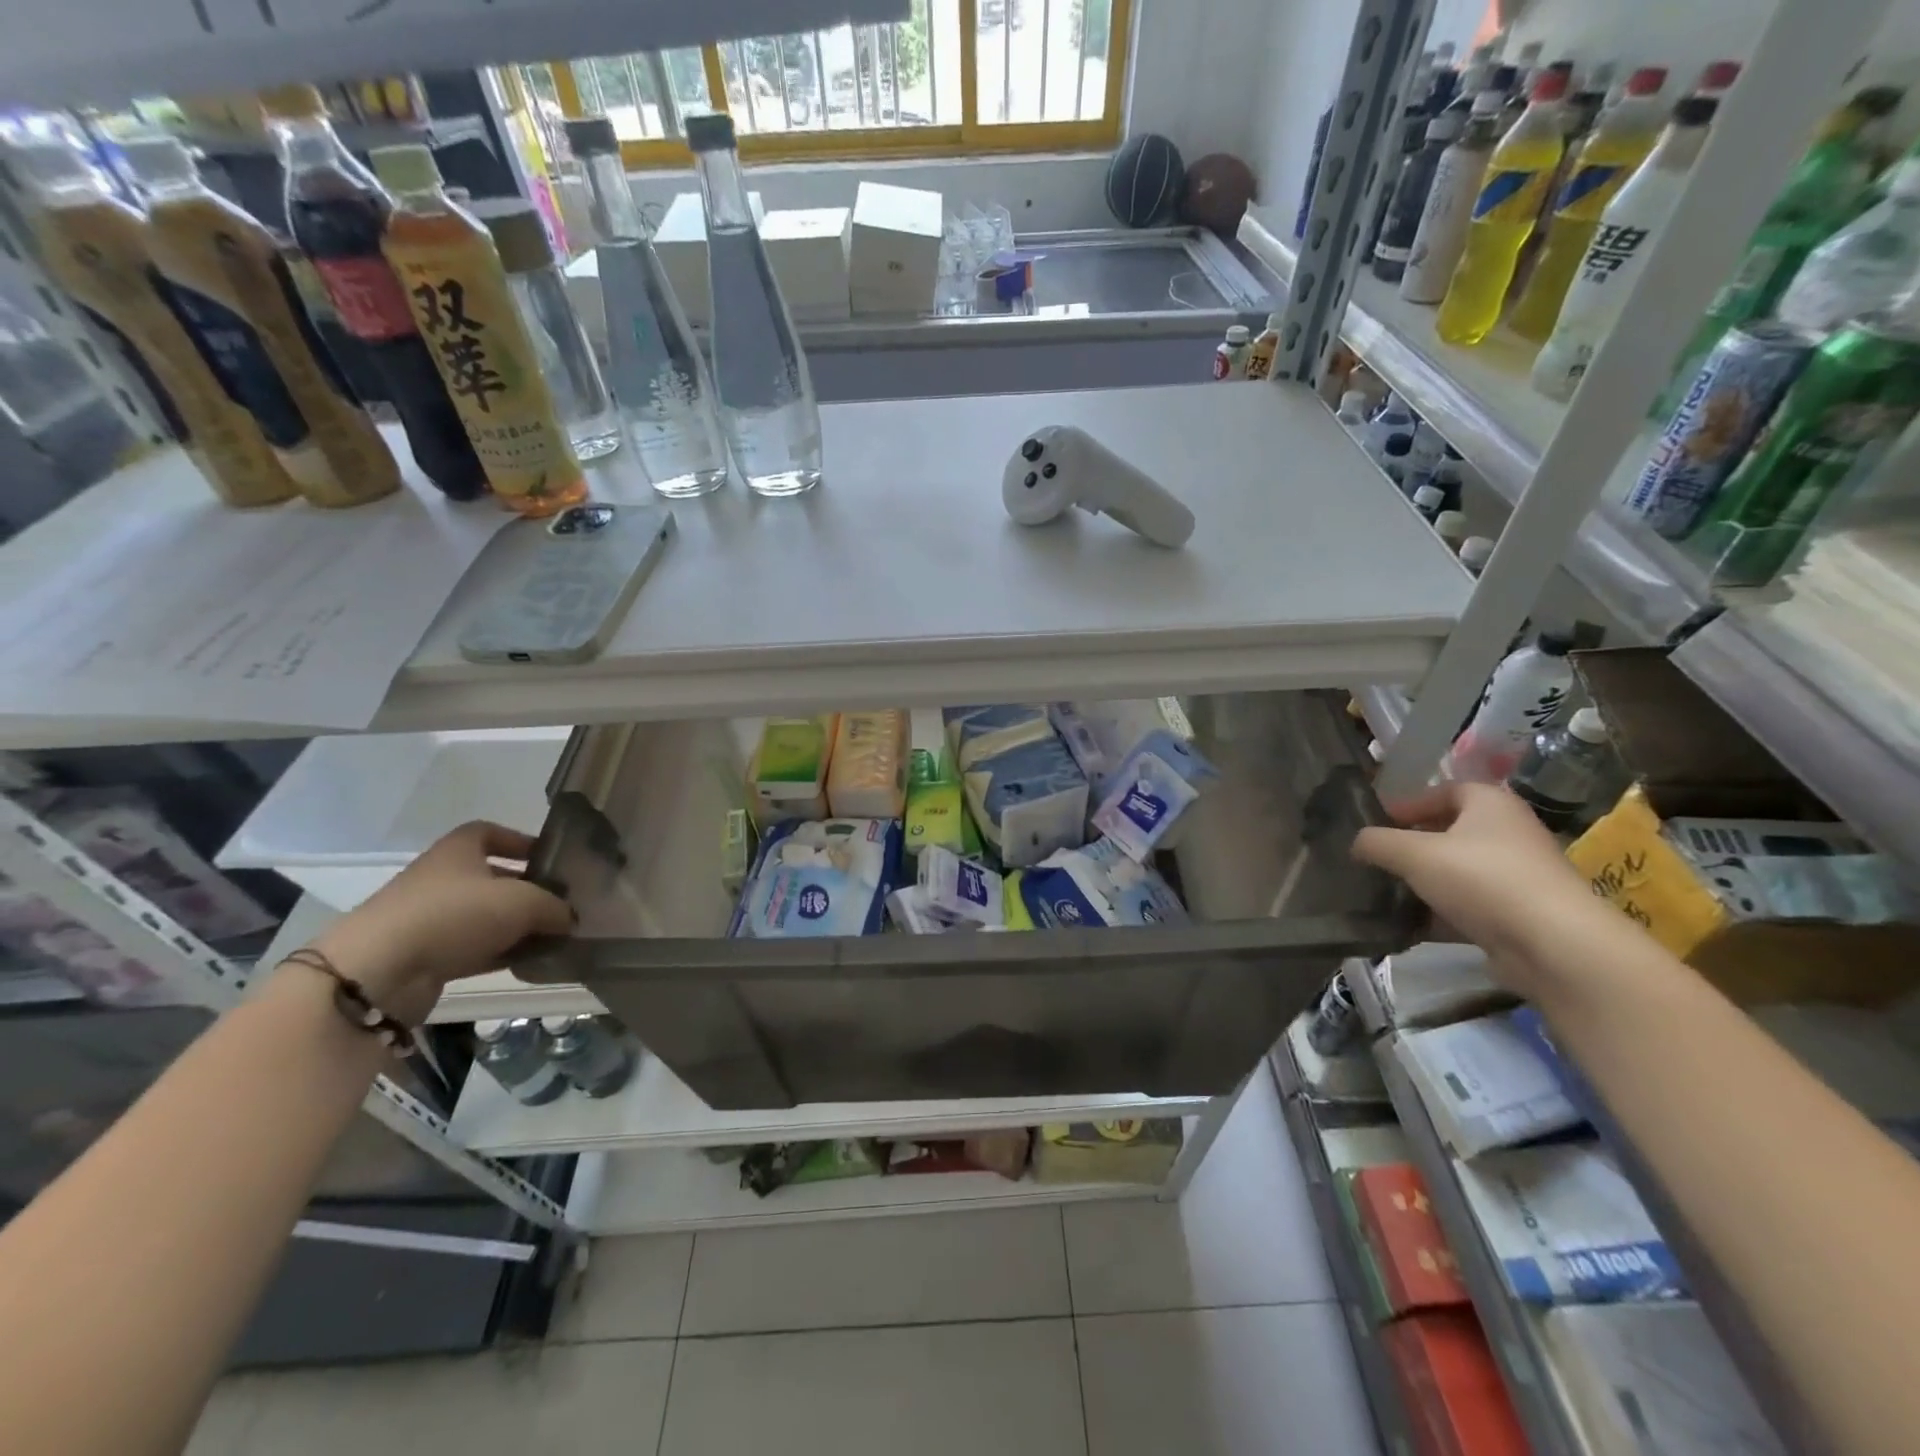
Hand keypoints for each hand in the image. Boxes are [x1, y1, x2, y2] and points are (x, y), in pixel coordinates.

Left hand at [306, 822, 572, 1025]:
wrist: (378, 972)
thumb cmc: (453, 915)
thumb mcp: (522, 902)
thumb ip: (554, 906)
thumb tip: (570, 917)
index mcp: (458, 850)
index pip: (489, 832)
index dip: (519, 841)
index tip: (549, 858)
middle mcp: (442, 879)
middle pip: (492, 877)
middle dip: (528, 890)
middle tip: (563, 903)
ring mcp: (430, 919)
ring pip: (485, 916)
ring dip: (518, 926)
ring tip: (556, 937)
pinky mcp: (425, 956)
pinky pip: (474, 949)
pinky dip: (502, 953)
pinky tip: (531, 962)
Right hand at [1354, 782, 1606, 987]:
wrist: (1554, 946)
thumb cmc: (1482, 879)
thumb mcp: (1413, 853)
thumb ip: (1377, 842)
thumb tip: (1356, 842)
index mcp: (1490, 804)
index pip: (1442, 792)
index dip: (1406, 805)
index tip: (1375, 825)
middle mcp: (1508, 833)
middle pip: (1448, 832)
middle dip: (1410, 846)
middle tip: (1376, 860)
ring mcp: (1516, 876)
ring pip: (1456, 872)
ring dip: (1422, 882)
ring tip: (1385, 894)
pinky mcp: (1518, 914)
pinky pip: (1467, 906)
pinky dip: (1439, 914)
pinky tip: (1408, 926)